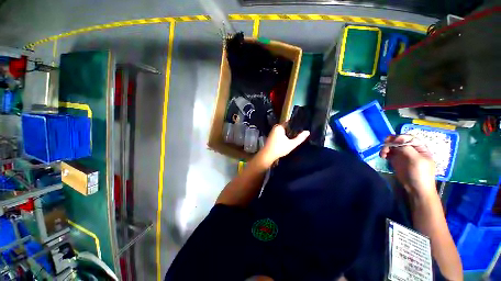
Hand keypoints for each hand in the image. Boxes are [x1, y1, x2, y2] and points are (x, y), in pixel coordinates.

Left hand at [260, 123, 309, 164]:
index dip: (296, 124)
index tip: (302, 126)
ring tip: (296, 135)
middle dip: (292, 129)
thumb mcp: (291, 144)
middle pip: (286, 126)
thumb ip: (300, 138)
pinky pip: (280, 134)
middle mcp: (275, 127)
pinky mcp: (271, 136)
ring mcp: (272, 132)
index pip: (289, 122)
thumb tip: (308, 132)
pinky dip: (284, 136)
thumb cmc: (279, 148)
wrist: (267, 155)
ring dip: (288, 133)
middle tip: (300, 132)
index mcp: (279, 127)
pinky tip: (288, 139)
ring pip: (283, 130)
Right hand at [380, 134, 435, 196]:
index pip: (408, 138)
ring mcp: (402, 154)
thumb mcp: (417, 160)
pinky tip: (382, 157)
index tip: (392, 142)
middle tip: (385, 147)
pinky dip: (384, 153)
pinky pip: (388, 153)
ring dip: (385, 148)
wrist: (416, 188)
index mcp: (419, 147)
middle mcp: (410, 149)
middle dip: (390, 142)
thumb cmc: (420, 174)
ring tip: (382, 154)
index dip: (399, 138)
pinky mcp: (395, 160)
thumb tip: (396, 141)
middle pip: (398, 141)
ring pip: (391, 146)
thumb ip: (407, 148)